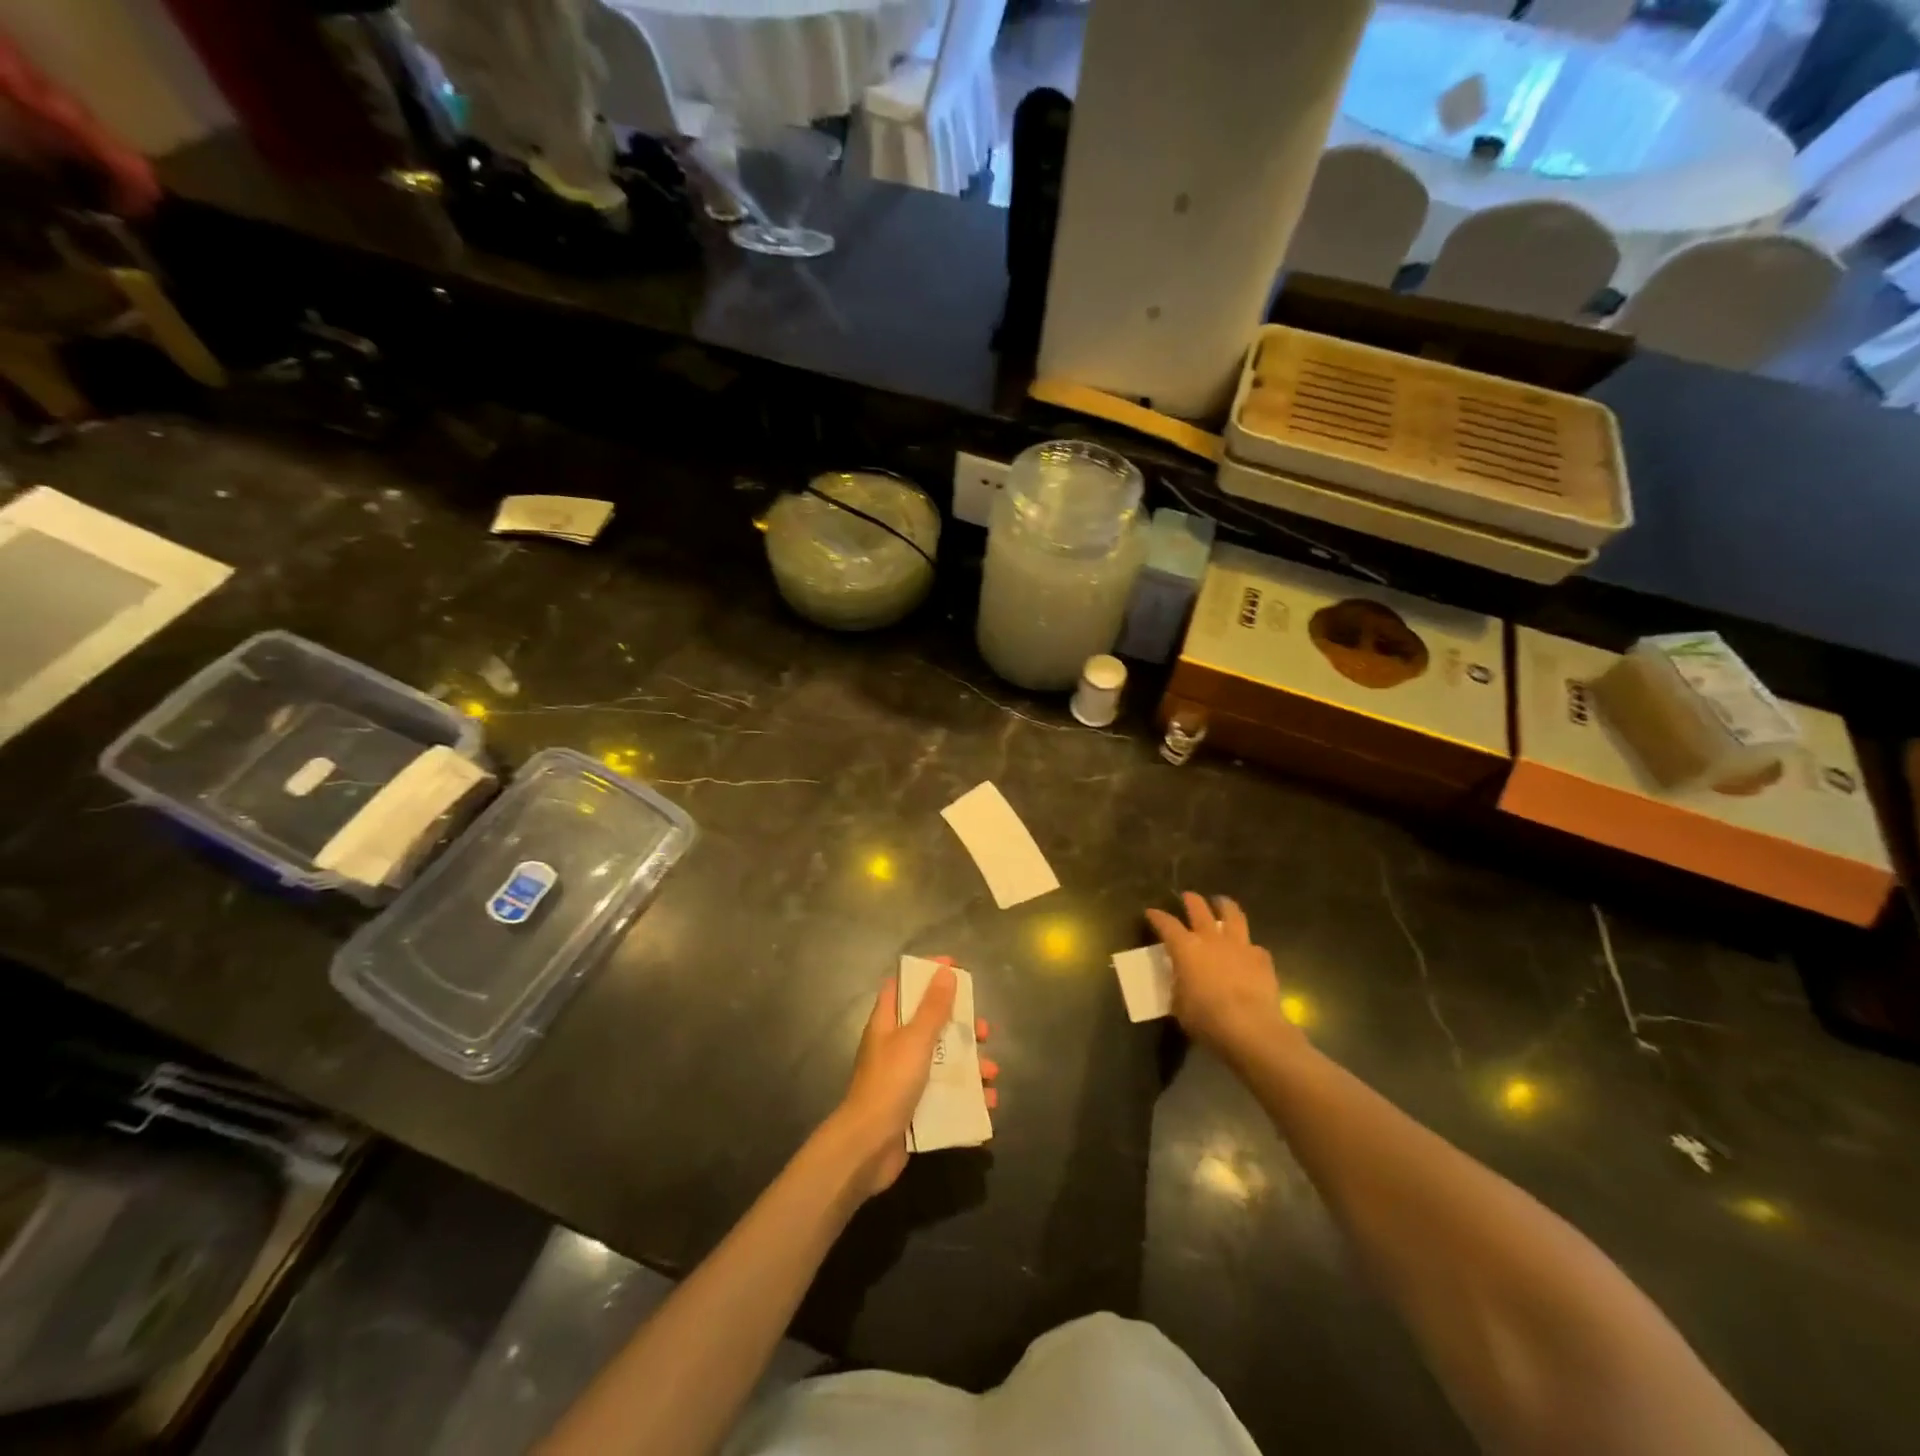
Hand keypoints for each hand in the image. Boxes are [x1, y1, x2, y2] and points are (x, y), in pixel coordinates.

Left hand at [827, 959, 998, 1198]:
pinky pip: (945, 1094)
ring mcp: (905, 1079)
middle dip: (961, 1026)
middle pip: (931, 1025)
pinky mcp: (915, 1107)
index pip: (904, 986)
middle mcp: (895, 1047)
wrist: (867, 1147)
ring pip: (943, 1061)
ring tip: (992, 1074)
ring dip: (970, 1065)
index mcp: (887, 1023)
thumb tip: (945, 972)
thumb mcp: (915, 1039)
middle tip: (983, 1032)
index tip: (955, 969)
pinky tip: (987, 1103)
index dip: (927, 974)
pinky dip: (967, 1096)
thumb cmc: (890, 1083)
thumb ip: (933, 1007)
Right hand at [1145, 893, 1303, 1065]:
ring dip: (1225, 906)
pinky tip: (1248, 953)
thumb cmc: (1206, 1018)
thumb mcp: (1180, 1005)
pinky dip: (1248, 947)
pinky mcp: (1261, 958)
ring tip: (1222, 903)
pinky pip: (1254, 946)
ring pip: (1232, 914)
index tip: (1151, 912)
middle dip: (1191, 900)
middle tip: (1188, 897)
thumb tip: (1182, 982)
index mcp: (1185, 948)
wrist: (1250, 1027)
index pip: (1166, 924)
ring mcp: (1239, 945)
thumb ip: (1179, 987)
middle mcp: (1211, 938)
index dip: (1157, 916)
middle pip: (1198, 908)